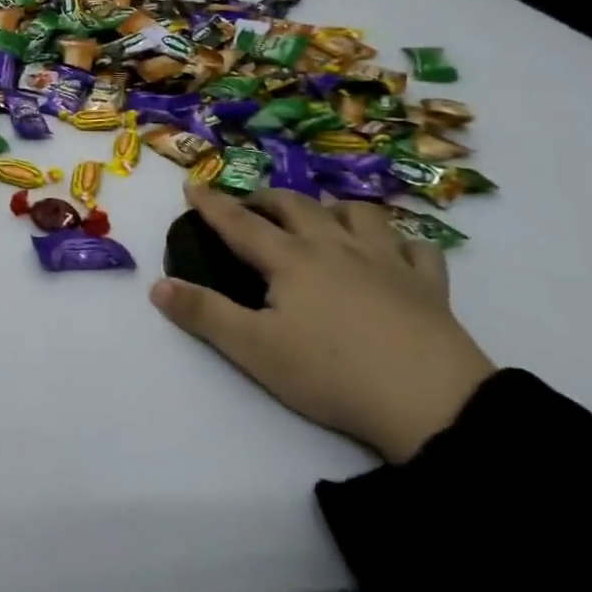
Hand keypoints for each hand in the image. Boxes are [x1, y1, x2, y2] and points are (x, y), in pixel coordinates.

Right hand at [151, 184, 495, 461]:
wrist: (434, 405)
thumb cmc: (333, 374)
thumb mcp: (254, 350)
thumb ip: (203, 314)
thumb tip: (157, 286)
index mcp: (291, 260)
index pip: (240, 222)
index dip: (212, 204)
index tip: (192, 186)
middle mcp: (335, 247)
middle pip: (296, 206)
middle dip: (266, 200)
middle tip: (251, 208)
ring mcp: (387, 262)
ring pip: (358, 214)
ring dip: (332, 208)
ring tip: (321, 219)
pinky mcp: (428, 286)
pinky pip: (417, 248)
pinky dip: (400, 242)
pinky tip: (395, 252)